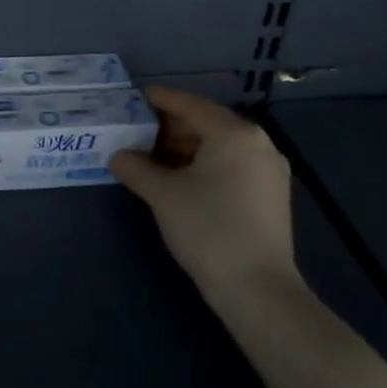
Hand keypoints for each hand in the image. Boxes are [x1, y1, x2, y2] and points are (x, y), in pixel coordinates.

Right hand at [109, 87, 298, 305]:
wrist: (256, 289)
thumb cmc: (207, 229)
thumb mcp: (162, 194)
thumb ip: (135, 167)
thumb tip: (117, 156)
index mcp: (234, 133)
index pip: (190, 104)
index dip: (159, 100)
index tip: (133, 98)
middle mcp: (257, 143)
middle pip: (206, 122)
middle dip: (170, 127)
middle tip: (136, 131)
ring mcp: (268, 170)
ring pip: (219, 146)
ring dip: (185, 148)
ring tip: (151, 156)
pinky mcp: (269, 194)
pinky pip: (231, 165)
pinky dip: (204, 164)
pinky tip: (179, 178)